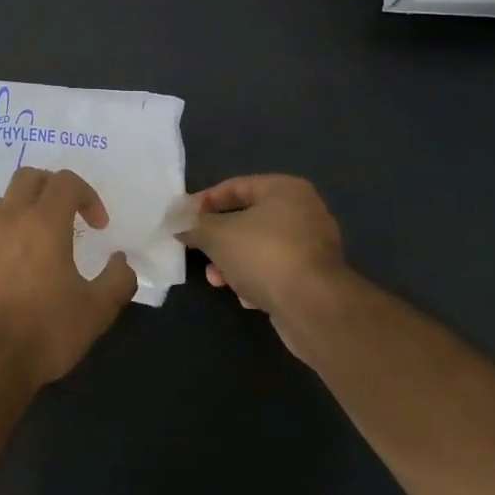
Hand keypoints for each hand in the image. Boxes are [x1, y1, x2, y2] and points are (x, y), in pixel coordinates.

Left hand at [0, 167, 137, 390]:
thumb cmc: (46, 331)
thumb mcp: (97, 310)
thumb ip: (118, 279)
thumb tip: (121, 261)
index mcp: (43, 223)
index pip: (65, 182)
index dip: (88, 195)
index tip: (98, 226)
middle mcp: (9, 219)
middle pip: (28, 177)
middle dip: (53, 187)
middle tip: (69, 215)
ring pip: (3, 201)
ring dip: (25, 208)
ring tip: (40, 239)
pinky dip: (4, 235)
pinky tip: (14, 267)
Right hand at [179, 175, 352, 361]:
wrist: (313, 308)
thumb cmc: (263, 255)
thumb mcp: (216, 235)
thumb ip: (193, 224)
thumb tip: (178, 222)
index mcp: (285, 190)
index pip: (235, 187)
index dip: (204, 202)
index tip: (182, 218)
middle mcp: (304, 212)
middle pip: (247, 219)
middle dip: (218, 238)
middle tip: (197, 250)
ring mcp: (313, 247)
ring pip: (259, 248)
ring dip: (233, 263)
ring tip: (217, 280)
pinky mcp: (316, 278)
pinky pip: (276, 271)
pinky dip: (257, 281)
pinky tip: (246, 298)